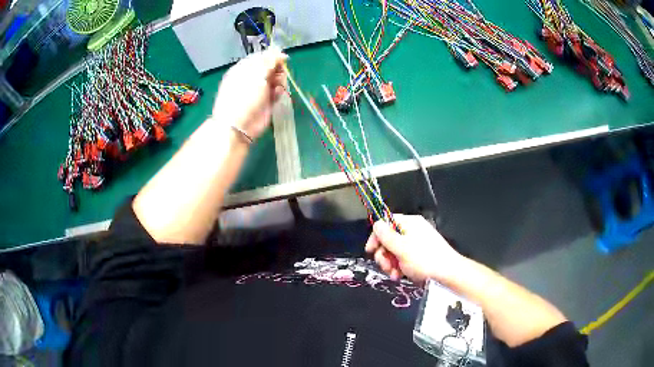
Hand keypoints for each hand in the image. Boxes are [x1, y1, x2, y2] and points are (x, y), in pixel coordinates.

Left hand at [212, 47, 288, 139]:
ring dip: (280, 80)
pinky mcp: (266, 102)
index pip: (260, 57)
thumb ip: (269, 61)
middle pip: (269, 67)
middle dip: (277, 69)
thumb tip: (280, 53)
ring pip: (275, 79)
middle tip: (279, 74)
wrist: (239, 125)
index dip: (272, 56)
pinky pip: (277, 92)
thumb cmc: (243, 96)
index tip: (282, 58)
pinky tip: (277, 95)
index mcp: (243, 69)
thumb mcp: (256, 74)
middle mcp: (251, 78)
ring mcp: (259, 91)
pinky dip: (279, 92)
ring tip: (277, 86)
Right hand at [365, 214, 464, 282]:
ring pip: (394, 251)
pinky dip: (398, 267)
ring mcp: (416, 244)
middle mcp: (412, 231)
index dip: (376, 236)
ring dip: (390, 263)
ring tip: (394, 274)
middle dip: (383, 254)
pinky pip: (403, 259)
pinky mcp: (419, 256)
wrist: (449, 275)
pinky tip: (399, 276)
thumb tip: (376, 223)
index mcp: (410, 223)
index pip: (386, 223)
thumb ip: (386, 236)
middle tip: (385, 266)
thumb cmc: (424, 260)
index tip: (370, 251)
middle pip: (389, 239)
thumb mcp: (402, 248)